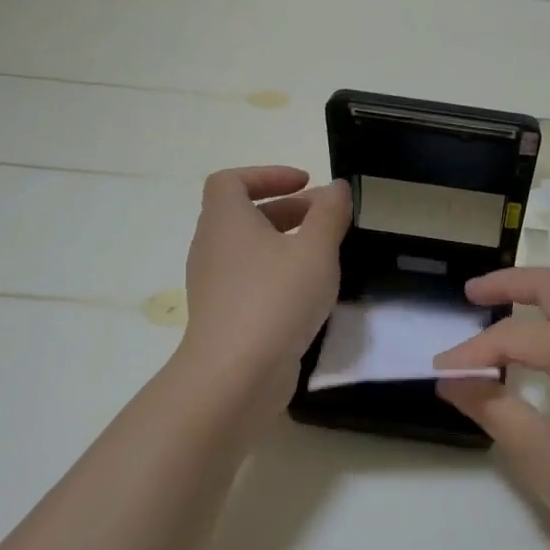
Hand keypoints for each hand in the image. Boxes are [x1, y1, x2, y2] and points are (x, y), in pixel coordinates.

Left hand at [180, 167, 349, 409]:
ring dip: (286, 244)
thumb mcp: (315, 250)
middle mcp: (212, 247)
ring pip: (250, 250)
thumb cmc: (276, 299)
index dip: (267, 175)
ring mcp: (214, 285)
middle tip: (329, 219)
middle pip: (245, 215)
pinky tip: (309, 293)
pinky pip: (251, 280)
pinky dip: (278, 274)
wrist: (235, 374)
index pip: (231, 181)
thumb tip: (337, 188)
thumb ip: (329, 214)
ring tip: (325, 255)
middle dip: (289, 210)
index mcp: (226, 221)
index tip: (306, 183)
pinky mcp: (224, 315)